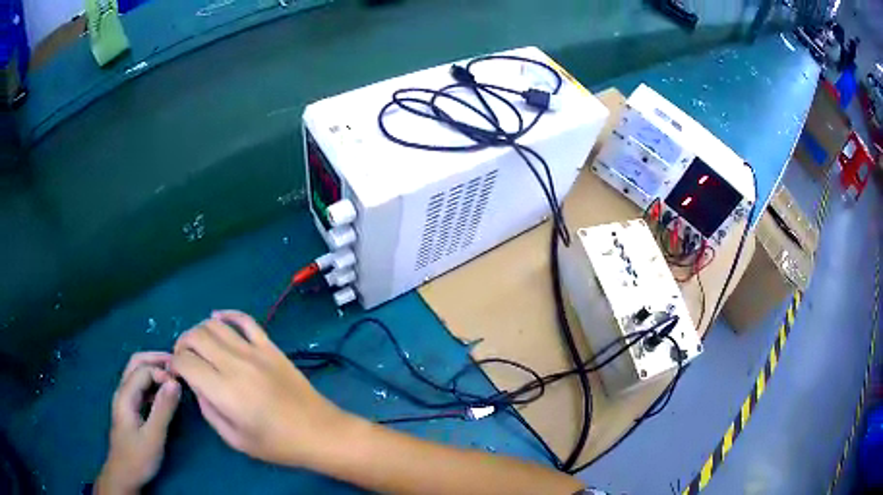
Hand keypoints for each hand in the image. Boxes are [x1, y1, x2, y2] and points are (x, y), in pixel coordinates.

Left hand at [96, 352, 181, 494]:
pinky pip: (141, 387)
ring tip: (174, 377)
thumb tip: (175, 382)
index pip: (143, 369)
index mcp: (125, 395)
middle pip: (136, 363)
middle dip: (156, 360)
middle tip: (178, 365)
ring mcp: (125, 400)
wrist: (124, 474)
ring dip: (155, 370)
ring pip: (138, 374)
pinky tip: (165, 394)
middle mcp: (123, 392)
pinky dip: (153, 384)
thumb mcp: (153, 436)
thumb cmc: (138, 457)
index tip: (180, 385)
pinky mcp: (130, 409)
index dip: (162, 372)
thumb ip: (163, 409)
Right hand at [172, 310, 348, 467]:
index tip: (176, 373)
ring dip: (199, 330)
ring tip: (198, 346)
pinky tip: (218, 319)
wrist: (320, 432)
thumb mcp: (235, 439)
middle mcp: (236, 364)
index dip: (174, 365)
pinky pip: (245, 320)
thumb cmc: (278, 444)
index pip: (185, 362)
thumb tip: (195, 385)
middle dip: (182, 344)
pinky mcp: (271, 347)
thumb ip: (209, 410)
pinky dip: (227, 315)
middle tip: (183, 359)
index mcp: (224, 390)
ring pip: (215, 324)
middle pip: (196, 336)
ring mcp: (255, 351)